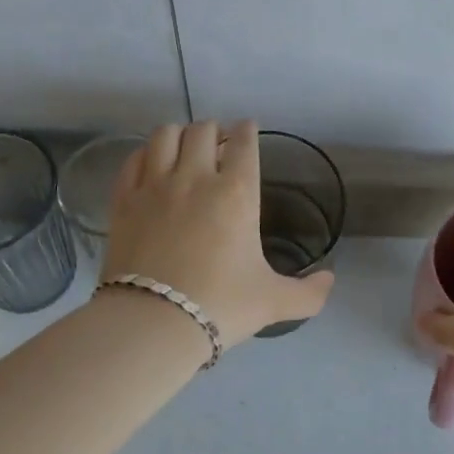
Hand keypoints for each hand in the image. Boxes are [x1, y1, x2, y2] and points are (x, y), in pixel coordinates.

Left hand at [102, 120, 335, 344]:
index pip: (244, 142)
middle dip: (214, 130)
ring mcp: (154, 186)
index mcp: (237, 192)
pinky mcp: (123, 201)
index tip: (247, 129)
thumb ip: (308, 293)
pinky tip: (151, 164)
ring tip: (184, 148)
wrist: (153, 323)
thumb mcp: (273, 301)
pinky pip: (134, 160)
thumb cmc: (220, 306)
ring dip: (179, 134)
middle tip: (218, 144)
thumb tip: (330, 280)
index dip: (247, 130)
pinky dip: (145, 154)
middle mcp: (195, 178)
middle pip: (203, 130)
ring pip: (165, 135)